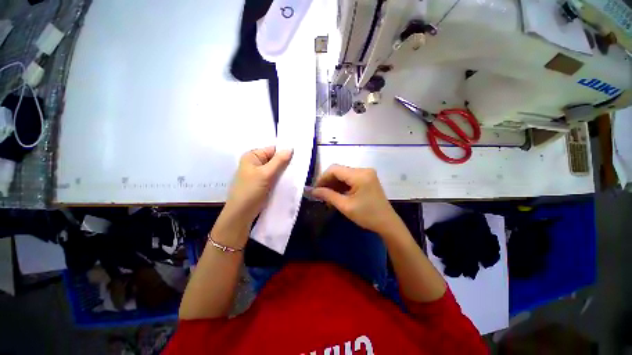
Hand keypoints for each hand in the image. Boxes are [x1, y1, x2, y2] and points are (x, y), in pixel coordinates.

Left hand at [224, 146, 292, 223]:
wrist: (242, 213)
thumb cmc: (251, 190)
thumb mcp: (266, 174)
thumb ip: (279, 161)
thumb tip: (291, 148)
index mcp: (252, 156)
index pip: (273, 149)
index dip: (285, 152)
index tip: (298, 157)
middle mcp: (255, 163)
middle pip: (274, 159)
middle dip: (286, 163)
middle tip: (299, 166)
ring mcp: (259, 174)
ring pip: (276, 169)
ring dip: (284, 171)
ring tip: (296, 173)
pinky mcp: (263, 183)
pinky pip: (274, 177)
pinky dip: (281, 178)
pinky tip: (289, 180)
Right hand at [311, 164, 398, 235]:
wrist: (387, 223)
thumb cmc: (367, 216)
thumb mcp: (345, 206)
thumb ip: (328, 195)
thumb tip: (312, 191)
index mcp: (360, 175)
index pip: (334, 169)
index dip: (322, 178)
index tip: (315, 189)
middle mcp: (363, 170)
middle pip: (339, 170)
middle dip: (328, 181)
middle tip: (320, 194)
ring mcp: (366, 173)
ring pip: (343, 174)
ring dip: (334, 184)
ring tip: (327, 196)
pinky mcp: (367, 178)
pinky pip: (350, 178)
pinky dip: (342, 185)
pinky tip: (337, 194)